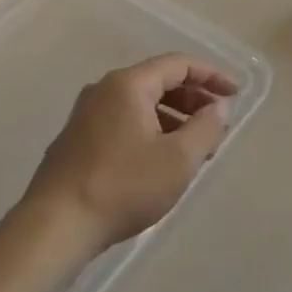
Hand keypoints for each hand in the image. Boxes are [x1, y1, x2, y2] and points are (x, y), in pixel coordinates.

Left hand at [23, 53, 237, 253]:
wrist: (55, 226)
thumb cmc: (123, 186)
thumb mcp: (178, 159)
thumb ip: (206, 128)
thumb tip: (219, 107)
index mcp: (128, 85)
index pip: (178, 64)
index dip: (212, 75)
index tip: (236, 93)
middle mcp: (104, 91)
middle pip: (158, 81)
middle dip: (193, 98)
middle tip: (219, 122)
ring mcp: (86, 116)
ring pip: (141, 105)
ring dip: (174, 118)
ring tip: (197, 147)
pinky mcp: (77, 141)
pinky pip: (124, 123)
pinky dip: (151, 131)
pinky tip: (163, 161)